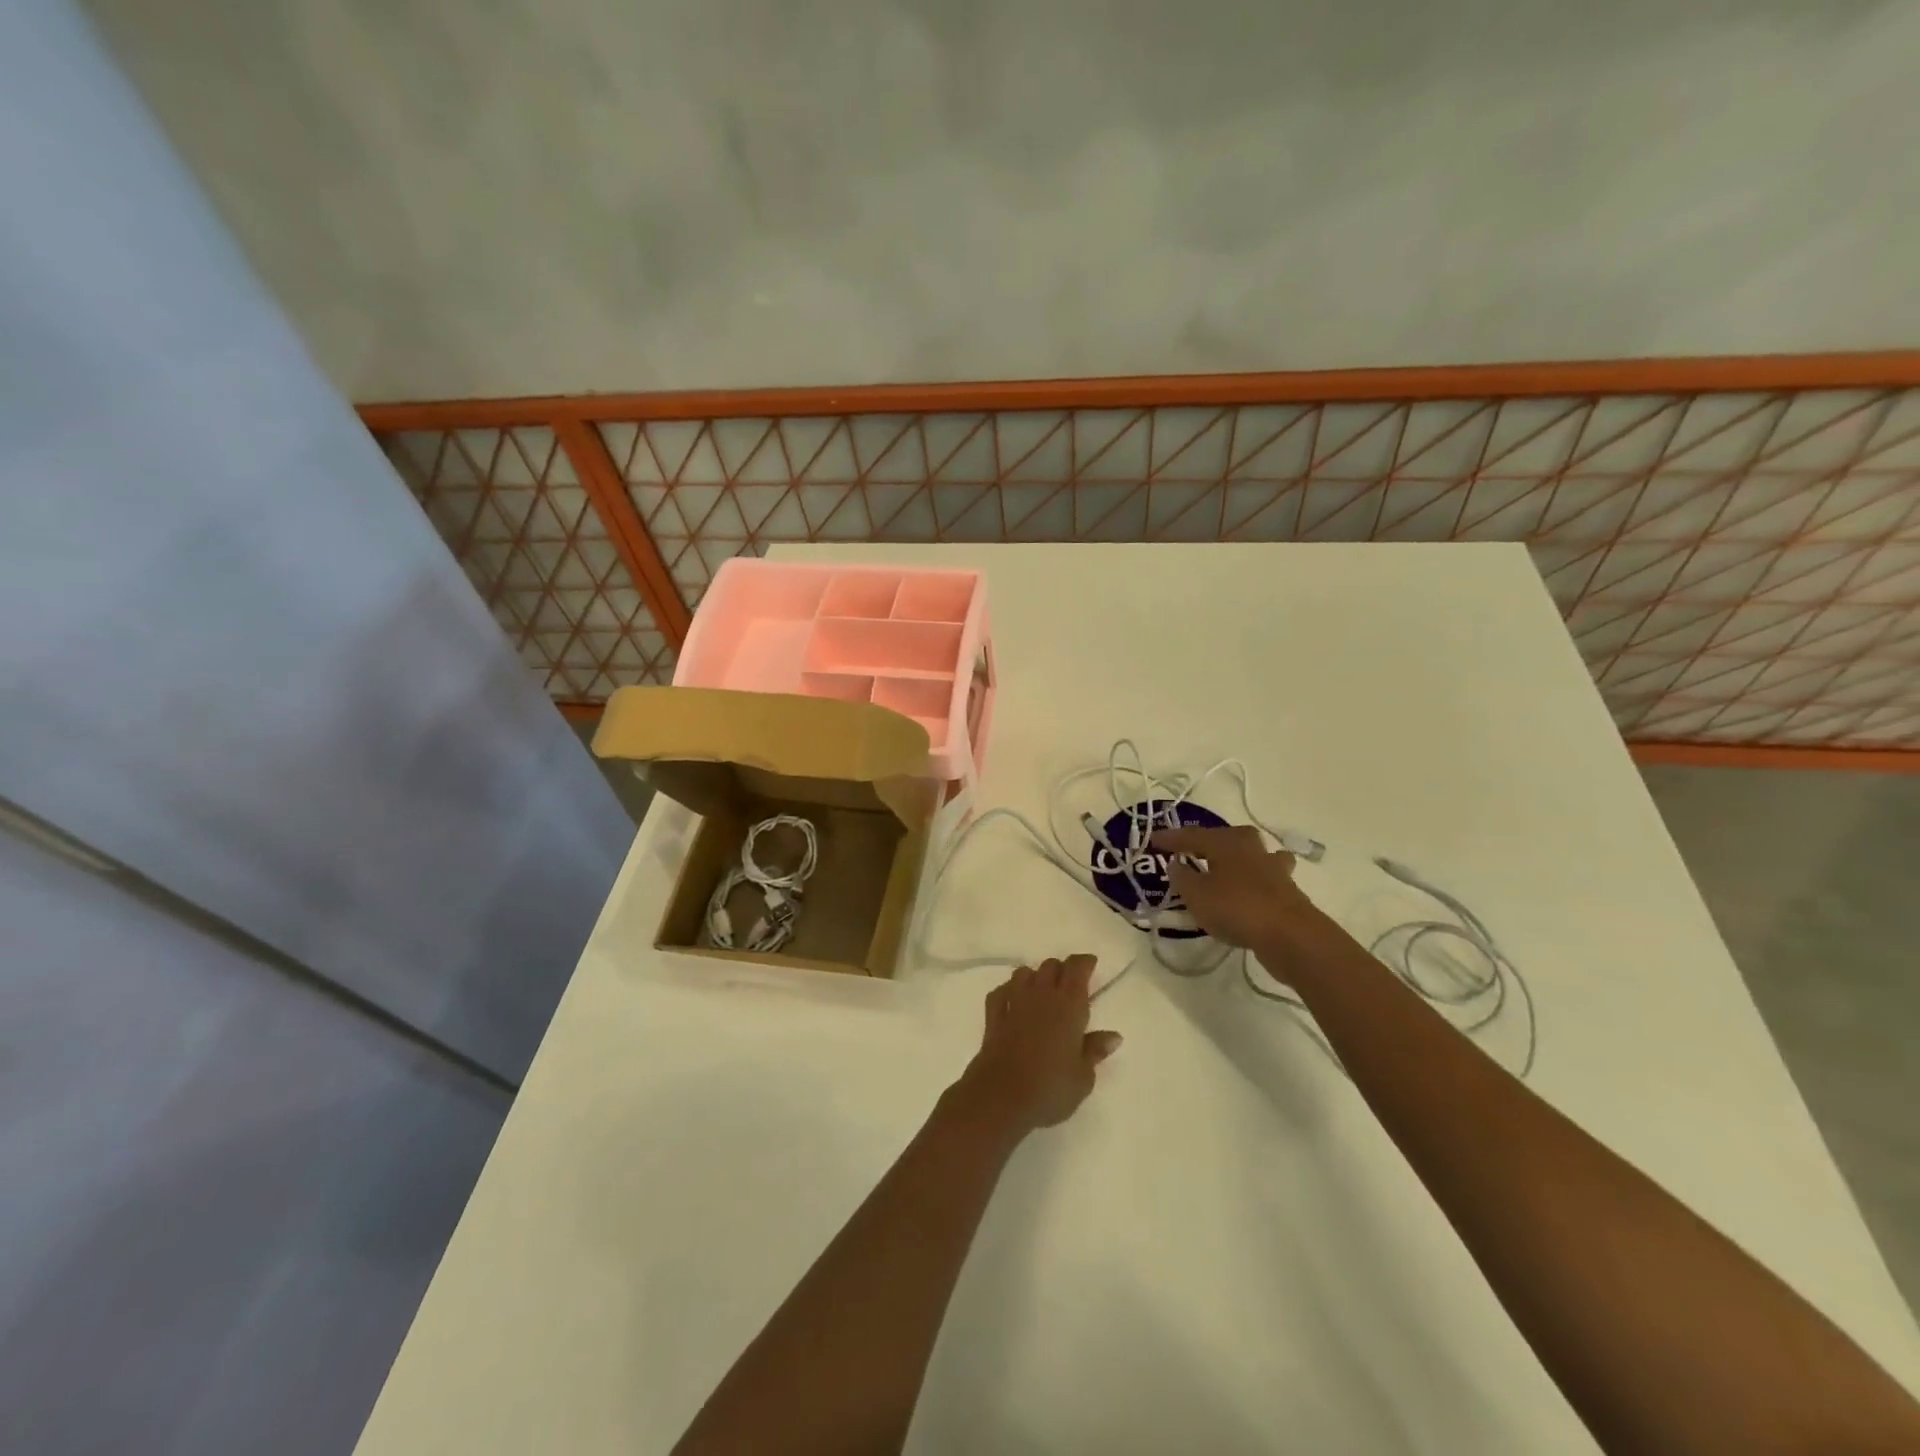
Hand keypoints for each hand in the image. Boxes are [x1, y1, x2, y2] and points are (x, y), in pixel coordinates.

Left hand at [955, 956, 1122, 1134]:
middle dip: (1062, 969)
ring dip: (1035, 977)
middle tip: (1070, 984)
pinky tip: (1013, 1001)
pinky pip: (1001, 991)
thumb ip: (1095, 1051)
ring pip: (1024, 973)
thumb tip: (1113, 1036)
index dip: (1084, 962)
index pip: (1077, 968)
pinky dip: (1009, 990)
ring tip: (1042, 991)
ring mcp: (1014, 1002)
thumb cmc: (1050, 1087)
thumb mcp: (1083, 1077)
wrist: (1000, 1096)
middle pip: (1051, 966)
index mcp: (1069, 1005)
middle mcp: (1041, 995)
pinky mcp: (993, 1016)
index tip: (1091, 965)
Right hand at [1153, 826, 1326, 982]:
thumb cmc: (1236, 907)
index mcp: (1226, 842)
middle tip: (1191, 850)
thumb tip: (1175, 863)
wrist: (1290, 935)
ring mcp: (1273, 868)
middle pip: (1226, 838)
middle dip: (1208, 842)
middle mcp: (1251, 848)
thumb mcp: (1196, 894)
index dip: (1171, 838)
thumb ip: (1182, 877)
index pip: (1192, 835)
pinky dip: (1252, 881)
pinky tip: (1248, 892)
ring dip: (1237, 858)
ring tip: (1226, 868)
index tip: (1153, 840)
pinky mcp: (1286, 890)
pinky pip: (1263, 878)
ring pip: (1251, 854)